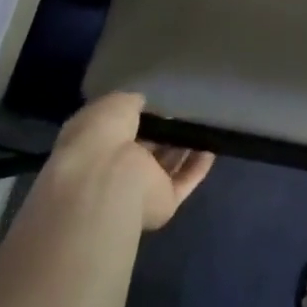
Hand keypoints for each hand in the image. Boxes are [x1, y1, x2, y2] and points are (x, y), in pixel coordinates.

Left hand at [50, 92, 214, 230]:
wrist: (106, 181)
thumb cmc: (101, 136)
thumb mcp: (114, 104)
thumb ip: (131, 103)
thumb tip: (143, 105)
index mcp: (94, 145)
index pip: (119, 130)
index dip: (139, 117)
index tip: (160, 104)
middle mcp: (114, 169)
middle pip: (145, 150)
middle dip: (164, 134)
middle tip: (186, 115)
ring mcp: (138, 189)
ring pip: (166, 166)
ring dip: (184, 149)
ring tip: (205, 127)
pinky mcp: (162, 203)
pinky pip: (184, 182)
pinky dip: (198, 167)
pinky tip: (212, 147)